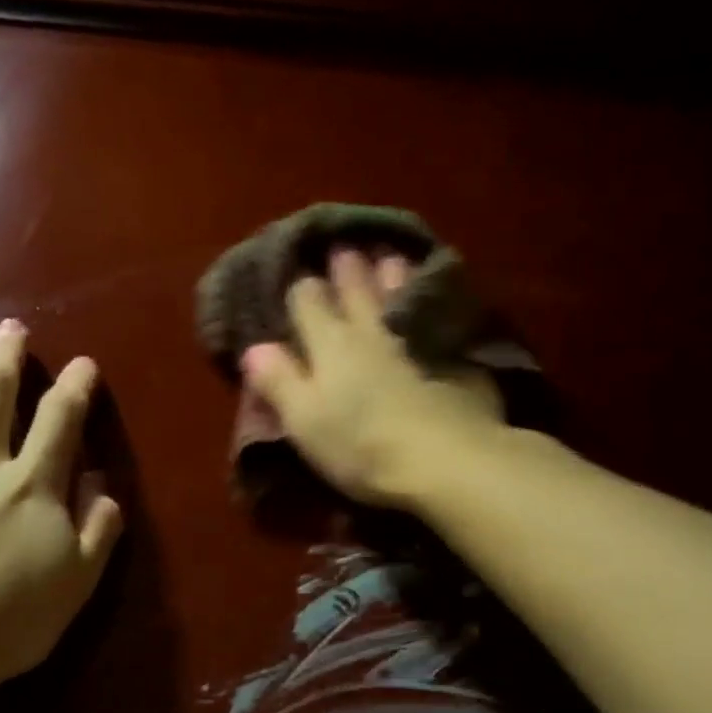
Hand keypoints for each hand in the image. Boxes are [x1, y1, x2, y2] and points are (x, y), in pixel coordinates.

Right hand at [242, 249, 504, 508]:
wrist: (446, 460)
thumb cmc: (361, 446)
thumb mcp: (304, 421)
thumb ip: (279, 382)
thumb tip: (254, 348)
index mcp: (330, 344)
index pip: (308, 302)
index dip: (302, 291)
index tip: (300, 282)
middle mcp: (372, 330)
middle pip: (356, 290)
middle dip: (347, 271)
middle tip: (345, 252)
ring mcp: (418, 338)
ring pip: (401, 295)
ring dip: (392, 276)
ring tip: (390, 260)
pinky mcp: (457, 355)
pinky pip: (441, 317)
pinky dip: (434, 303)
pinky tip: (439, 303)